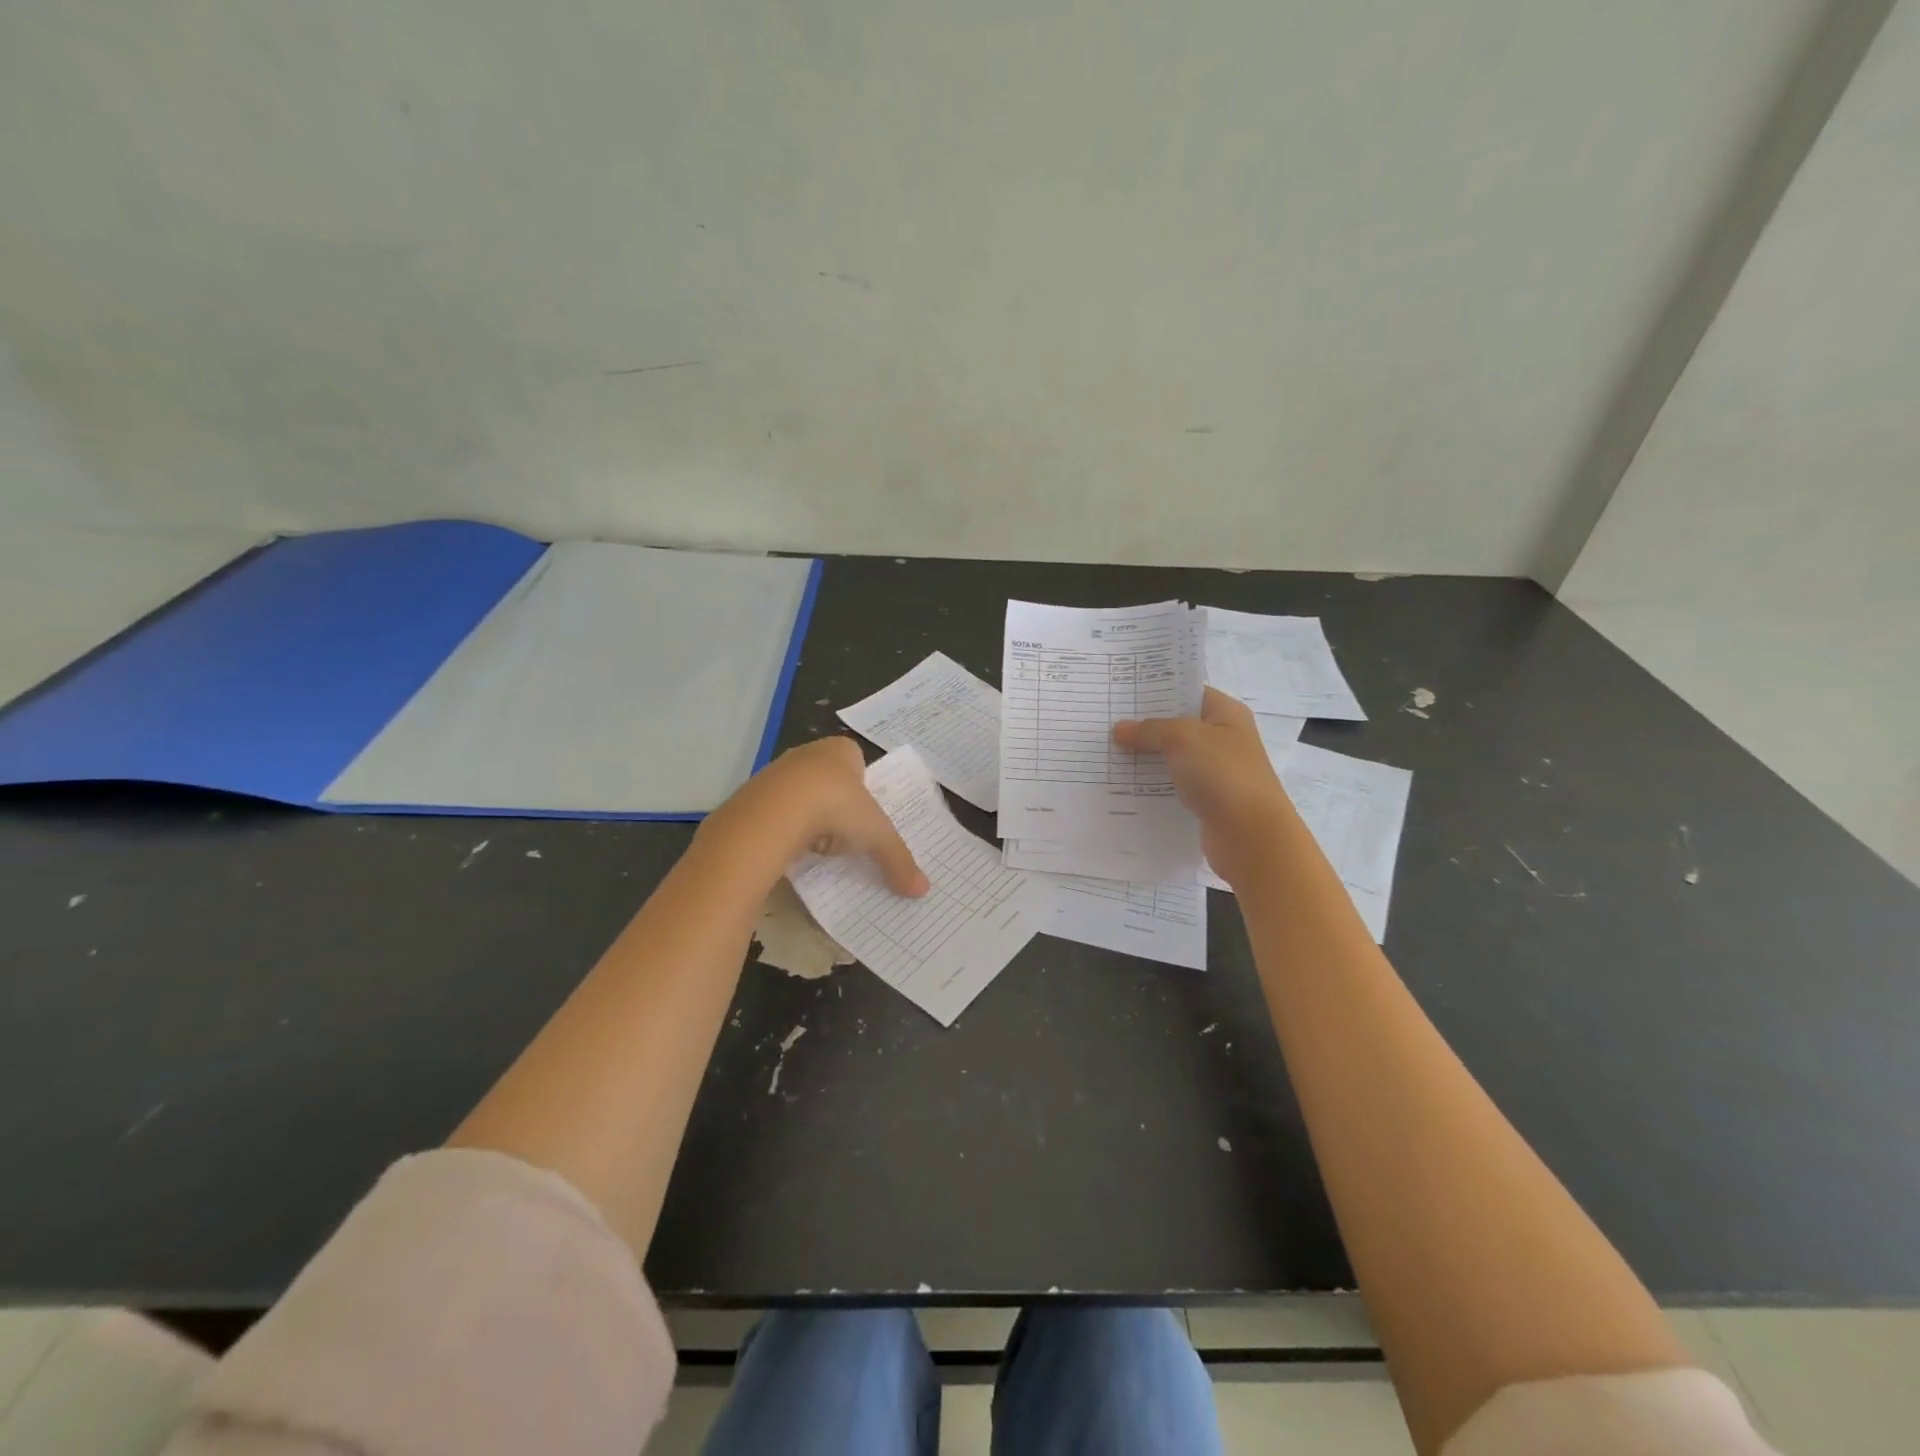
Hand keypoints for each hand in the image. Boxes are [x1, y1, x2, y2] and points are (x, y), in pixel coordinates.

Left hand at [699, 737, 928, 896]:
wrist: (773, 813)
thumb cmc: (835, 807)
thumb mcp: (876, 835)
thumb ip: (898, 859)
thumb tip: (923, 890)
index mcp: (841, 751)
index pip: (857, 761)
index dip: (863, 787)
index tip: (865, 815)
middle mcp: (808, 754)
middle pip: (828, 780)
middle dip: (836, 806)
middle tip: (845, 833)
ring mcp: (777, 772)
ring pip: (801, 796)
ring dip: (811, 819)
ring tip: (818, 845)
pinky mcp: (752, 795)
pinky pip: (776, 812)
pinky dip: (786, 829)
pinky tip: (792, 848)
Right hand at [1112, 688, 1295, 883]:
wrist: (1251, 836)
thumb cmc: (1222, 775)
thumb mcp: (1182, 739)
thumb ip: (1149, 730)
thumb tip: (1119, 729)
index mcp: (1226, 714)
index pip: (1188, 692)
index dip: (1157, 690)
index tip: (1122, 693)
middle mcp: (1223, 739)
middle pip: (1177, 725)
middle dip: (1144, 725)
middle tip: (1106, 722)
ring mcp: (1215, 771)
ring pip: (1172, 757)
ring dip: (1145, 757)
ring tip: (1107, 752)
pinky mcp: (1206, 800)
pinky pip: (1173, 785)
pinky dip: (1152, 784)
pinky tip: (1124, 784)